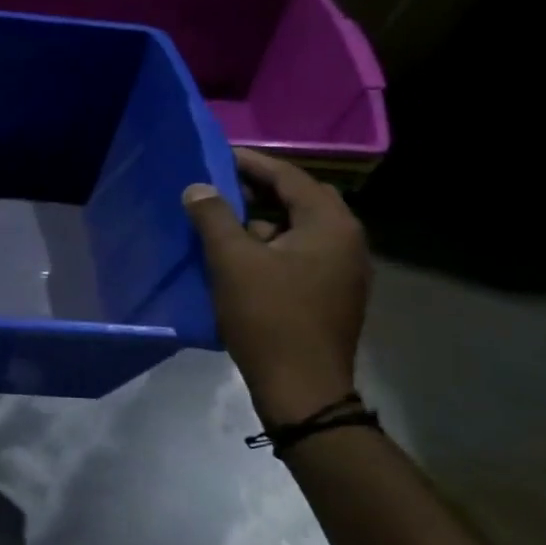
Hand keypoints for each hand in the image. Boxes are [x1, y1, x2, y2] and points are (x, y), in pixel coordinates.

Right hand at [182, 148, 370, 427]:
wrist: (302, 389)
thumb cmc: (268, 317)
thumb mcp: (232, 261)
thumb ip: (213, 217)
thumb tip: (198, 187)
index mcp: (330, 225)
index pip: (290, 177)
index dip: (252, 163)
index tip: (218, 155)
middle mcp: (347, 241)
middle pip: (300, 200)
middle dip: (259, 190)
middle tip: (220, 186)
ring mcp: (343, 270)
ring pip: (299, 229)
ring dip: (263, 220)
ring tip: (222, 222)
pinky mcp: (332, 294)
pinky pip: (300, 254)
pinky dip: (271, 246)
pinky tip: (240, 257)